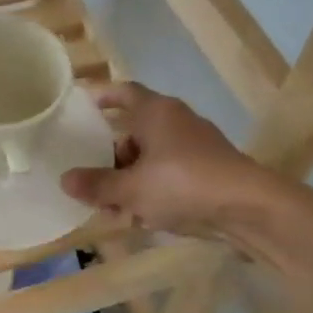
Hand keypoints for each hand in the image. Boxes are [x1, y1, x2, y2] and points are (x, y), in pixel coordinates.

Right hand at [61, 82, 269, 238]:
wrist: (246, 208)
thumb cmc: (182, 184)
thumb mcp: (131, 188)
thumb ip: (97, 184)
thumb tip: (65, 180)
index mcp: (156, 112)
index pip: (124, 92)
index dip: (101, 96)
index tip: (81, 104)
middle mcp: (175, 123)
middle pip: (133, 132)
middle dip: (110, 157)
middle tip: (88, 177)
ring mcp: (193, 148)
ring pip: (150, 160)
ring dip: (128, 181)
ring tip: (110, 208)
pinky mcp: (205, 173)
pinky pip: (168, 177)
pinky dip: (150, 192)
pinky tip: (138, 219)